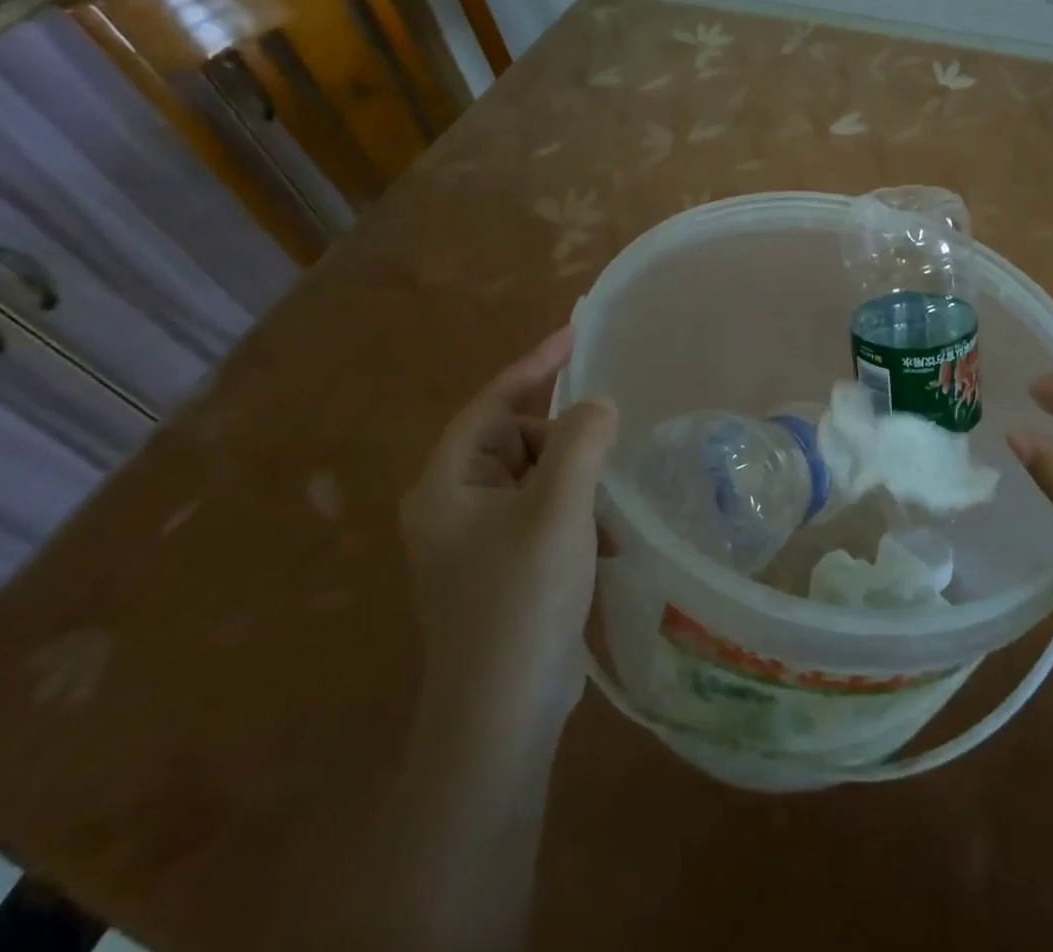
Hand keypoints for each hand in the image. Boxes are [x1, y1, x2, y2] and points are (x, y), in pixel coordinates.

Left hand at [399, 326, 618, 734]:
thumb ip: (580, 442)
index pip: (492, 403)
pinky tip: (604, 541)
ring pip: (536, 478)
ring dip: (576, 483)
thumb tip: (597, 405)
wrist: (502, 717)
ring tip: (606, 508)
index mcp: (446, 484)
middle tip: (604, 457)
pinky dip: (575, 514)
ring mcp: (476, 541)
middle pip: (516, 440)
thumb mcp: (558, 509)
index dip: (535, 366)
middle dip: (564, 443)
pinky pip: (544, 513)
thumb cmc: (521, 599)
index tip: (576, 335)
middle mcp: (452, 506)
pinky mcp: (502, 568)